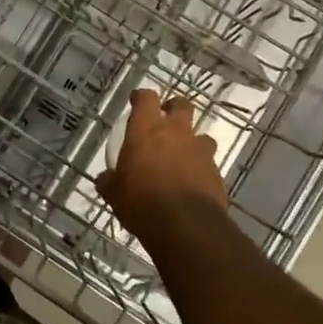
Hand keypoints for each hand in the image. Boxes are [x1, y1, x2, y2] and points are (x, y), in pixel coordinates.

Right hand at [94, 89, 228, 250]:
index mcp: (146, 129)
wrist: (186, 226)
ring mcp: (200, 152)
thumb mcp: (114, 193)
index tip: (136, 102)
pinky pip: (209, 165)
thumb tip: (105, 179)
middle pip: (182, 105)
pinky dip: (201, 170)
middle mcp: (176, 133)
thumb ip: (110, 180)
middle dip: (174, 109)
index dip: (141, 97)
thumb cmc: (141, 201)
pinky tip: (191, 186)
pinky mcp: (217, 174)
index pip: (146, 98)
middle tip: (165, 122)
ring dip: (192, 142)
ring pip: (202, 135)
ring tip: (182, 158)